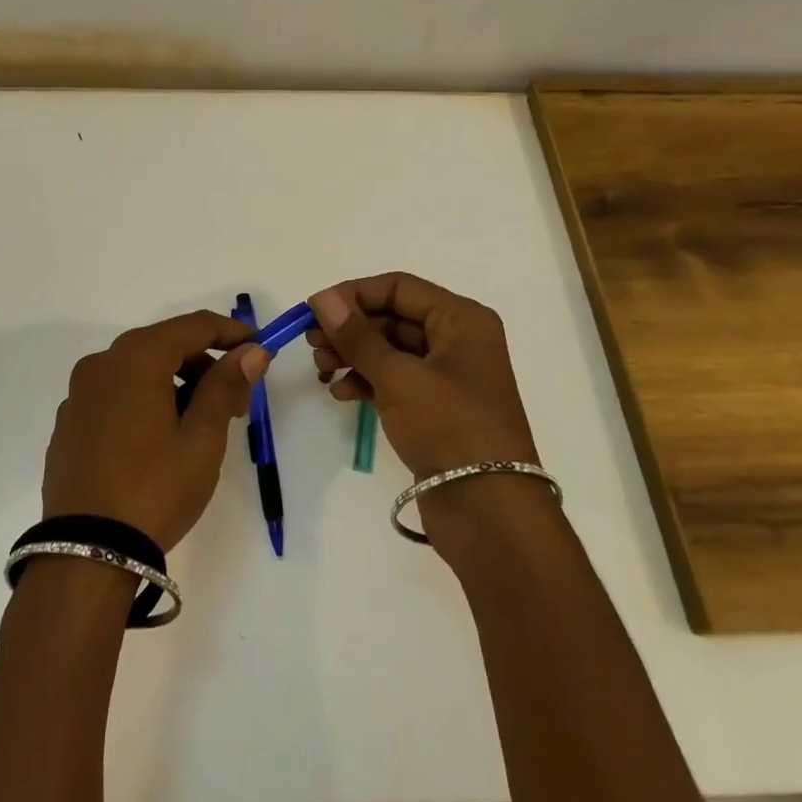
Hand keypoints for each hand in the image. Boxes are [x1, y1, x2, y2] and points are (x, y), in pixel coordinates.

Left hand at [43, 311, 270, 551]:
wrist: (85, 555)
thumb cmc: (154, 489)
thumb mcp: (202, 438)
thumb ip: (226, 385)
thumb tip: (250, 351)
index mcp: (135, 358)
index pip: (193, 326)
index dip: (231, 333)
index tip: (260, 350)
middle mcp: (101, 364)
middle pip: (165, 346)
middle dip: (205, 365)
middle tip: (238, 402)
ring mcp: (79, 394)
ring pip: (139, 371)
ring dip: (176, 385)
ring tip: (202, 425)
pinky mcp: (69, 424)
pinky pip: (116, 396)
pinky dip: (145, 401)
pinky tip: (161, 440)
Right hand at [307, 272, 538, 481]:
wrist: (489, 513)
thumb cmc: (449, 428)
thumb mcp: (398, 377)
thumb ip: (357, 336)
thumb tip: (322, 298)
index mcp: (461, 319)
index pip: (399, 287)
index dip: (354, 294)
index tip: (314, 310)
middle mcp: (457, 340)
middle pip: (393, 317)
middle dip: (350, 328)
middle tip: (311, 344)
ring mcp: (447, 376)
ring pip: (390, 350)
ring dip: (353, 355)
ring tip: (321, 370)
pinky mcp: (436, 408)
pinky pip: (395, 379)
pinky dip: (367, 381)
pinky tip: (341, 393)